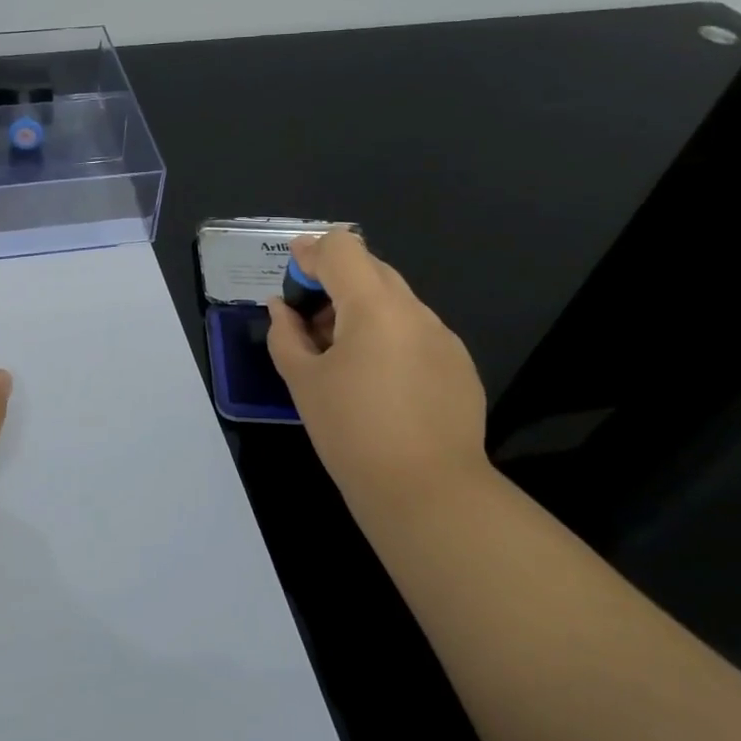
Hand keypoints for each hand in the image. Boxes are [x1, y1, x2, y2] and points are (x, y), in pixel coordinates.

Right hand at [265, 231, 488, 510]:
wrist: (427, 493)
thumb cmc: (352, 433)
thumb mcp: (303, 381)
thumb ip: (286, 335)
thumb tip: (280, 308)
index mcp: (375, 307)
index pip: (342, 248)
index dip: (312, 253)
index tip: (291, 276)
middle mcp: (415, 311)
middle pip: (371, 269)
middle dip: (335, 281)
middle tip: (310, 320)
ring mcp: (443, 338)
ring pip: (395, 301)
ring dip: (362, 310)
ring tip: (340, 355)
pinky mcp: (460, 365)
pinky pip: (416, 332)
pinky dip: (389, 336)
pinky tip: (378, 382)